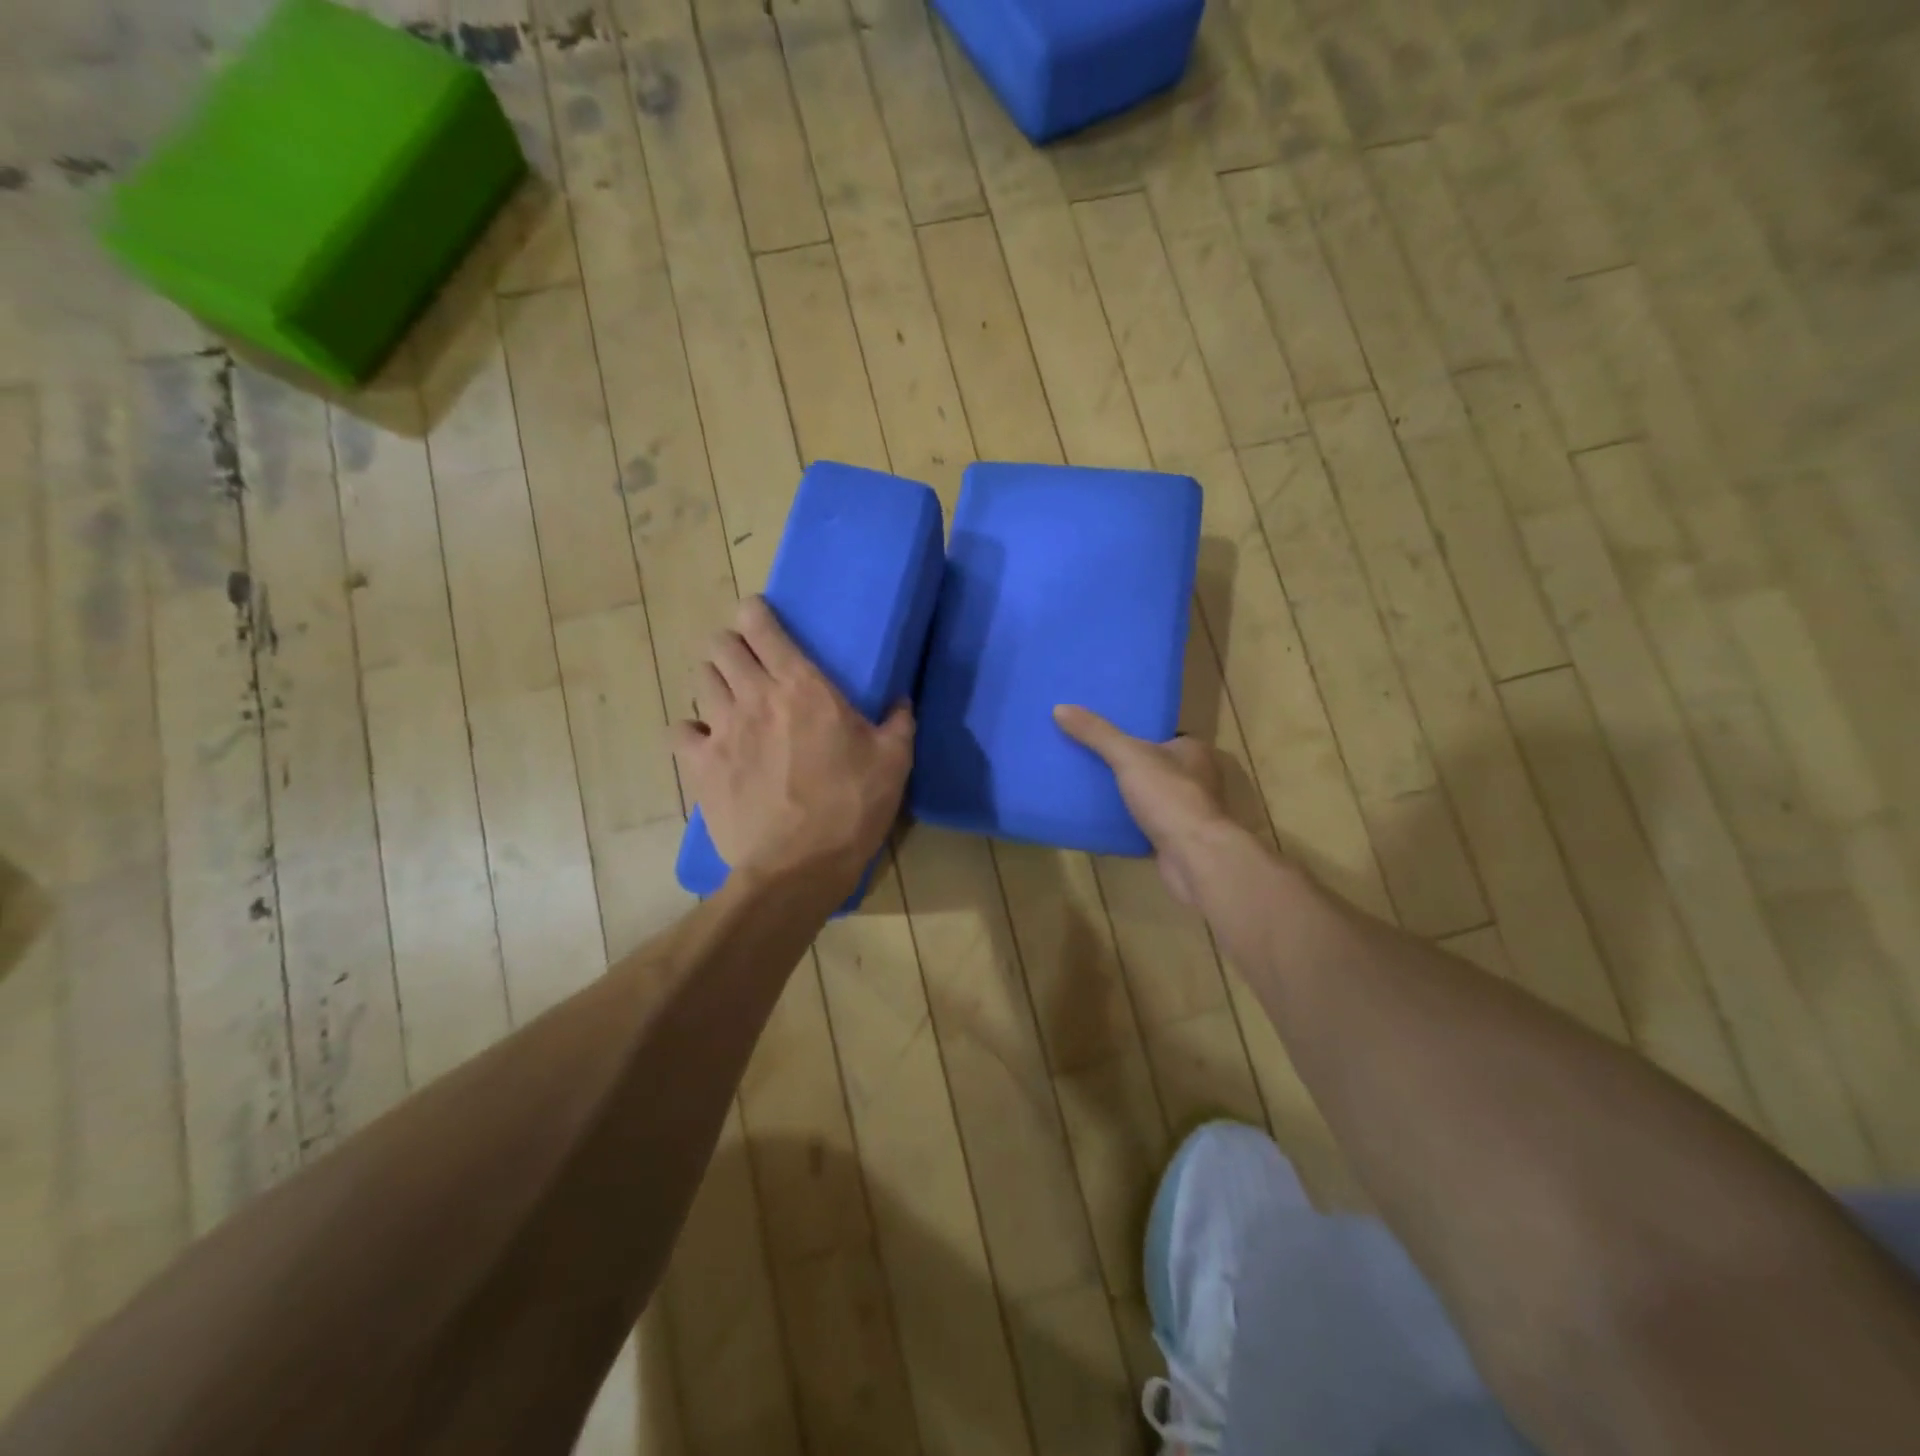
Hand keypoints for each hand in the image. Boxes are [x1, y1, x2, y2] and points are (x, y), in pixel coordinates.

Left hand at [674, 598, 913, 894]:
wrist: (798, 866)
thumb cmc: (852, 808)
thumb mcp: (894, 762)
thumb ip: (899, 722)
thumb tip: (902, 700)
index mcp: (802, 686)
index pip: (760, 625)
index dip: (754, 612)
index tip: (760, 617)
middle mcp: (754, 696)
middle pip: (720, 645)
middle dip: (731, 645)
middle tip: (749, 663)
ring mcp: (721, 729)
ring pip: (700, 679)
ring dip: (714, 681)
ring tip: (730, 698)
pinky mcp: (699, 765)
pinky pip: (679, 730)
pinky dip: (691, 730)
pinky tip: (707, 741)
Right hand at [1054, 705, 1234, 906]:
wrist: (1195, 858)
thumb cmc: (1170, 797)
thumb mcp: (1129, 756)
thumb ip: (1097, 734)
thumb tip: (1060, 708)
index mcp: (1193, 751)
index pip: (1160, 735)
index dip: (1132, 733)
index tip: (1100, 733)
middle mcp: (1195, 779)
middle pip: (1151, 765)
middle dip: (1124, 765)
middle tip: (1086, 759)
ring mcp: (1186, 812)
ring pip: (1147, 797)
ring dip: (1123, 796)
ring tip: (1086, 787)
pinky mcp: (1176, 839)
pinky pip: (1144, 825)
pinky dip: (1125, 824)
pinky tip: (1100, 821)